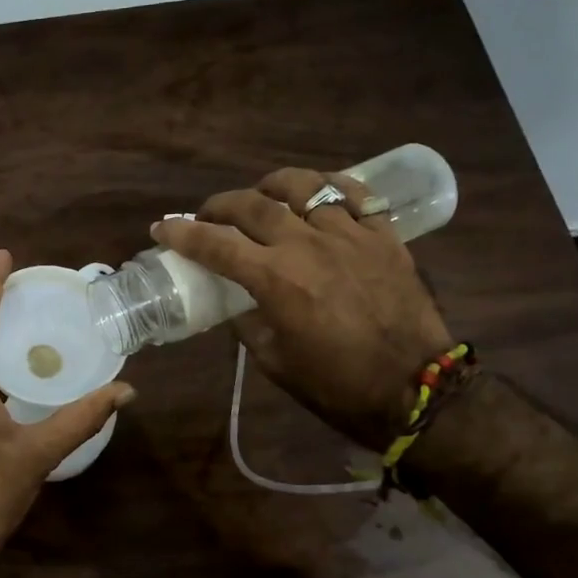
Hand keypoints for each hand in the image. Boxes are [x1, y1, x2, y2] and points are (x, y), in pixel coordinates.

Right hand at [151, 168, 451, 450]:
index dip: (181, 233)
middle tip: (208, 216)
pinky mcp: (384, 236)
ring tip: (263, 195)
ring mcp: (350, 235)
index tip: (162, 227)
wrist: (416, 390)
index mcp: (276, 280)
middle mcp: (308, 246)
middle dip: (219, 205)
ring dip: (272, 186)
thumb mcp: (275, 362)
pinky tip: (319, 196)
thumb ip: (248, 323)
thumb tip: (235, 301)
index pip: (215, 244)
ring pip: (304, 186)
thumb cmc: (337, 385)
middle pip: (252, 204)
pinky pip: (355, 194)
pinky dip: (330, 188)